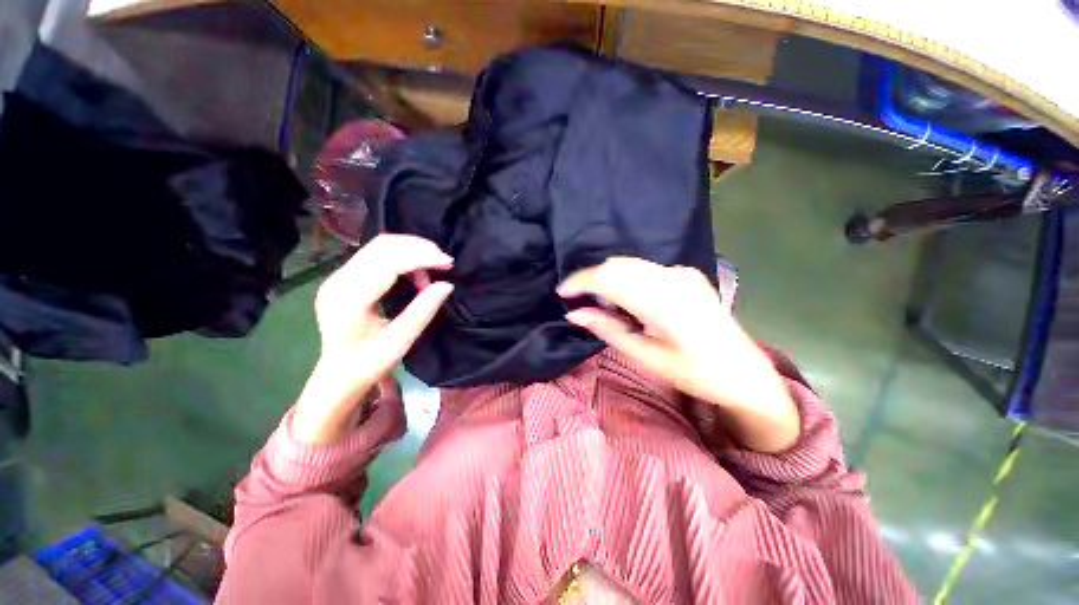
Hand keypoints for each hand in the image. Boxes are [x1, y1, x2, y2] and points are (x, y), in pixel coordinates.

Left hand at [291, 235, 453, 443]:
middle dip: (418, 248)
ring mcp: (339, 276)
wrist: (337, 375)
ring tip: (433, 270)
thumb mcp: (400, 342)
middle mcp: (339, 280)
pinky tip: (415, 274)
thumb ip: (423, 311)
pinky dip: (402, 258)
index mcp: (349, 298)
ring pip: (379, 247)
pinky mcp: (344, 277)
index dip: (421, 256)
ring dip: (411, 251)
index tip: (448, 262)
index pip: (388, 262)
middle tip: (444, 262)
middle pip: (382, 246)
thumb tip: (447, 285)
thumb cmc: (368, 364)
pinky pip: (376, 255)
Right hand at [558, 257, 798, 452]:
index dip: (580, 282)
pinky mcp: (686, 274)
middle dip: (592, 279)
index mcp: (662, 301)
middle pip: (617, 265)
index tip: (562, 293)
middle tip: (579, 302)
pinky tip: (626, 300)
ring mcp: (681, 273)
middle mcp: (672, 277)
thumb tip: (574, 314)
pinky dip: (626, 278)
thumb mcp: (645, 356)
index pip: (609, 277)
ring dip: (608, 278)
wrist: (744, 371)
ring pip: (630, 264)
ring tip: (600, 303)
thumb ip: (608, 329)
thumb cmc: (694, 372)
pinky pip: (644, 269)